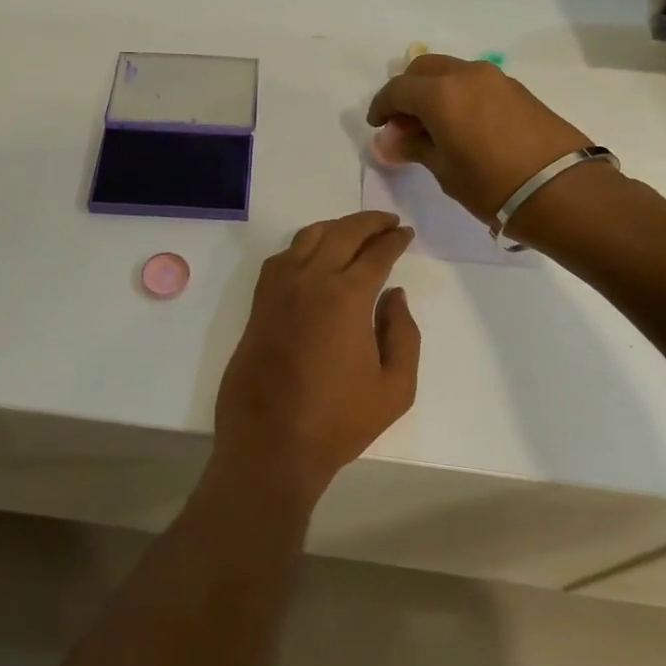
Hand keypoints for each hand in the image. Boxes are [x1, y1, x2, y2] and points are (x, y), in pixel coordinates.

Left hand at [211, 211, 420, 506]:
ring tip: (355, 232)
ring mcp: (278, 289)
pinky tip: (315, 256)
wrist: (271, 443)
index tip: (406, 234)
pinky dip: (304, 245)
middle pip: (342, 233)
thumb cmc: (338, 421)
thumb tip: (394, 296)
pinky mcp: (259, 303)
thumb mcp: (395, 387)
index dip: (394, 240)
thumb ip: (403, 334)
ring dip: (335, 227)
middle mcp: (310, 280)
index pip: (376, 253)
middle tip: (387, 223)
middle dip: (368, 222)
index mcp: (346, 296)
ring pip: (307, 237)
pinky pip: (282, 257)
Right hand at [366, 54, 592, 222]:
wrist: (561, 190)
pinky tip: (464, 126)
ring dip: (435, 91)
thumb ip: (413, 147)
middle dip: (407, 91)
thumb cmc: (491, 184)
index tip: (378, 127)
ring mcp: (496, 78)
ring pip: (451, 72)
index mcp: (440, 93)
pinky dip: (459, 95)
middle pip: (424, 69)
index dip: (381, 106)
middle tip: (404, 124)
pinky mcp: (518, 90)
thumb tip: (388, 140)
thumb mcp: (444, 170)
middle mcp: (466, 75)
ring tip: (434, 127)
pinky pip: (475, 83)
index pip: (397, 89)